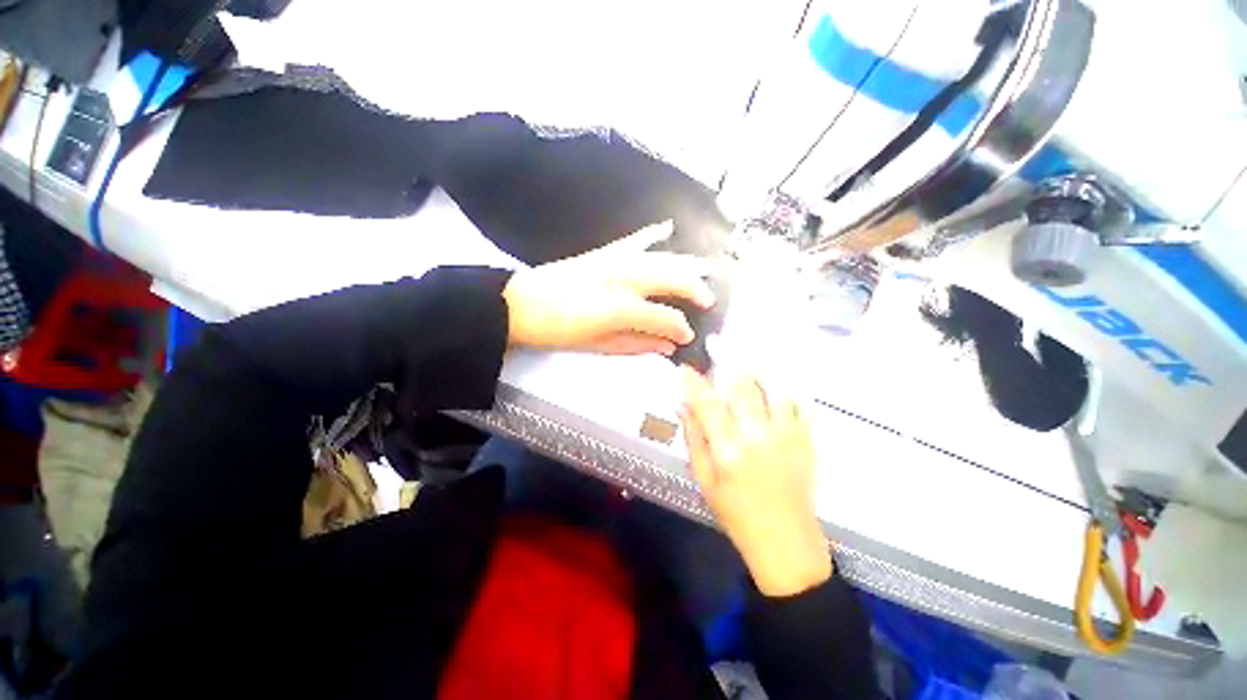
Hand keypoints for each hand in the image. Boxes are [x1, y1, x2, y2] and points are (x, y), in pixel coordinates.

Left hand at [503, 222, 714, 354]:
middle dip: (694, 289)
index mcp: (619, 308)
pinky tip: (668, 227)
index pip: (663, 316)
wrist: (522, 304)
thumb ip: (638, 344)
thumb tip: (669, 346)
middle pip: (670, 278)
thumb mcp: (600, 345)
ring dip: (685, 263)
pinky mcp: (603, 252)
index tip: (688, 336)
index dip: (680, 327)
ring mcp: (613, 261)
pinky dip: (652, 234)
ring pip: (659, 258)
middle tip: (708, 301)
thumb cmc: (560, 331)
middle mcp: (622, 279)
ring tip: (704, 269)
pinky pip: (633, 240)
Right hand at [679, 368, 831, 596]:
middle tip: (718, 355)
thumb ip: (694, 440)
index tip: (686, 368)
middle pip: (742, 388)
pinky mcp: (806, 441)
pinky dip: (788, 388)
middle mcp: (758, 436)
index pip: (708, 404)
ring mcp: (786, 436)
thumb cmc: (736, 514)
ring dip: (757, 372)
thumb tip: (683, 407)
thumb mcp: (704, 481)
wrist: (785, 542)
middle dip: (728, 367)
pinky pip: (800, 404)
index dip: (694, 382)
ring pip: (773, 389)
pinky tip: (778, 382)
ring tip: (746, 363)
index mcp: (728, 450)